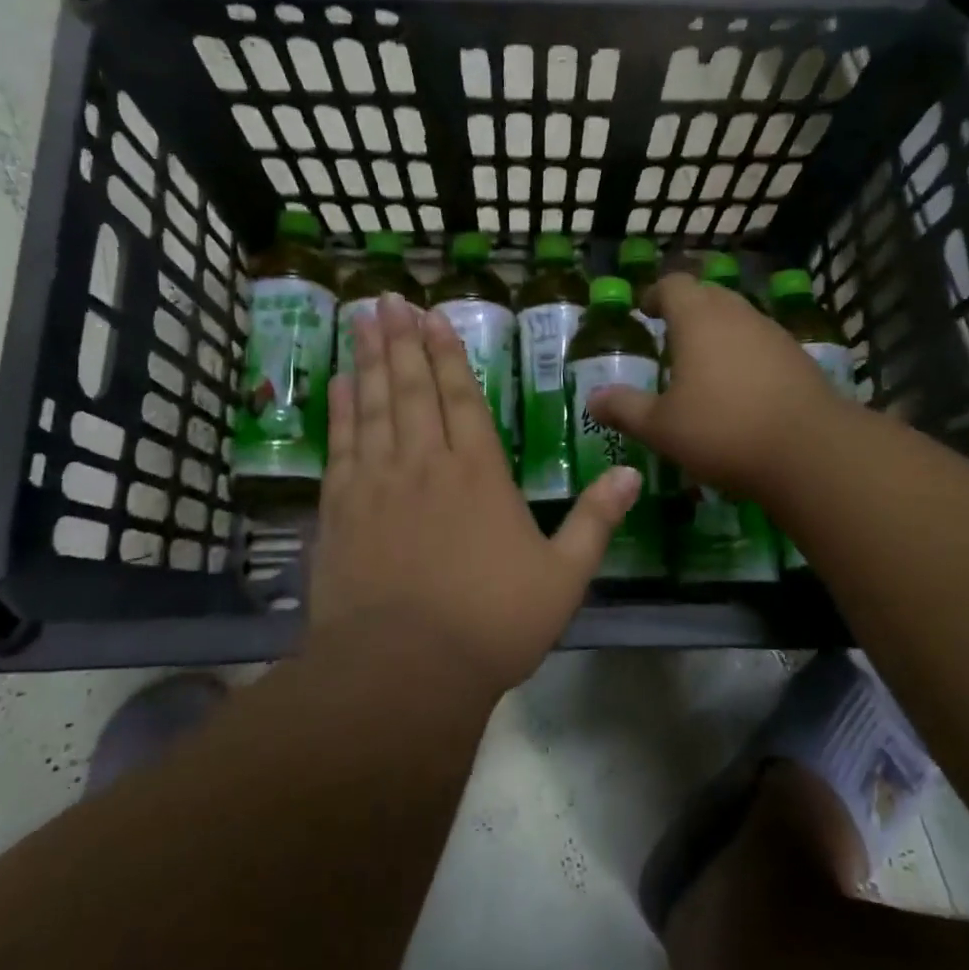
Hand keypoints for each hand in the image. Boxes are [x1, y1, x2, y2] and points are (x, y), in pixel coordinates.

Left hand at [305, 293, 640, 696]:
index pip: (462, 398)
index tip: (432, 317)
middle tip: (389, 299)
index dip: (447, 354)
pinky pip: (341, 445)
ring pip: (373, 406)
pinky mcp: (340, 509)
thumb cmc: (492, 624)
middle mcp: (426, 463)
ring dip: (368, 360)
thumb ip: (596, 521)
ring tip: (361, 319)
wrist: (404, 670)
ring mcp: (378, 483)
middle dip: (403, 340)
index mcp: (479, 473)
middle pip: (412, 388)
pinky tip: (337, 384)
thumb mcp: (563, 577)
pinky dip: (339, 410)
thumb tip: (631, 474)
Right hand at [587, 272, 841, 501]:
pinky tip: (739, 386)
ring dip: (717, 330)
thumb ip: (625, 409)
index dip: (656, 294)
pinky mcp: (798, 357)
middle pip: (708, 294)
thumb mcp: (661, 427)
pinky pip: (761, 342)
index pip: (673, 284)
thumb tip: (593, 399)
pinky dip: (743, 353)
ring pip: (738, 317)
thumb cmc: (723, 430)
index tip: (645, 310)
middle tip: (669, 334)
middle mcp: (737, 314)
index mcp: (698, 319)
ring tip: (701, 362)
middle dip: (686, 308)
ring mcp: (773, 333)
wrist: (810, 451)